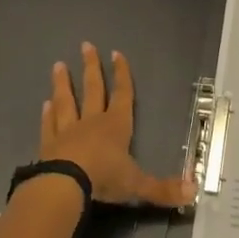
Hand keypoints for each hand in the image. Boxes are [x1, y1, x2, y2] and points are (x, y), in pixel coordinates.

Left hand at [41, 43, 194, 207]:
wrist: (65, 185)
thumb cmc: (104, 178)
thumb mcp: (138, 185)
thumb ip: (163, 189)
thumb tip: (194, 191)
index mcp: (117, 125)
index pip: (122, 94)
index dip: (122, 74)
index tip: (116, 53)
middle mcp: (92, 122)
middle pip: (92, 89)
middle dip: (91, 67)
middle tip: (85, 45)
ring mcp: (67, 131)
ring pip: (66, 101)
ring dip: (63, 83)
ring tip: (58, 65)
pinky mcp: (48, 145)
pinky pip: (49, 125)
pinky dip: (47, 115)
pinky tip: (44, 104)